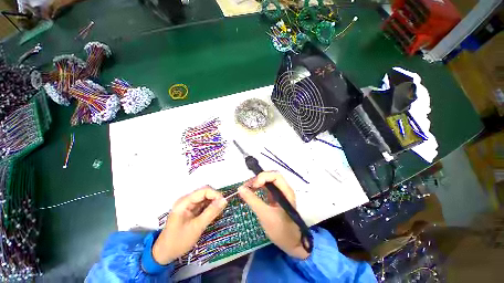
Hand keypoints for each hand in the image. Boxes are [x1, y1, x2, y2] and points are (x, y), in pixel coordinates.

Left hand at [152, 187, 226, 264]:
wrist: (164, 254)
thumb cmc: (178, 241)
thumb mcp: (197, 227)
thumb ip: (211, 212)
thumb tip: (224, 200)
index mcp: (185, 202)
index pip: (204, 190)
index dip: (215, 194)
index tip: (224, 203)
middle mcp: (186, 200)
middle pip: (205, 193)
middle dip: (215, 198)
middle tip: (222, 208)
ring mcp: (188, 205)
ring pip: (205, 198)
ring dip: (213, 203)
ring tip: (219, 212)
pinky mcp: (190, 210)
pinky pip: (203, 205)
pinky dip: (209, 208)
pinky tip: (213, 214)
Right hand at [238, 171, 308, 258]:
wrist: (291, 244)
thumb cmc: (281, 230)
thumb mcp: (265, 215)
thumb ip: (252, 200)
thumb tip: (240, 188)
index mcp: (286, 191)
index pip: (275, 176)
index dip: (264, 177)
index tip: (254, 186)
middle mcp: (284, 189)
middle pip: (271, 176)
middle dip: (259, 178)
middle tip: (248, 186)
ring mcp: (280, 193)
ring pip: (268, 181)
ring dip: (257, 182)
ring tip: (247, 187)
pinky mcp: (275, 198)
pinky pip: (266, 188)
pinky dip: (258, 188)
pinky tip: (251, 191)